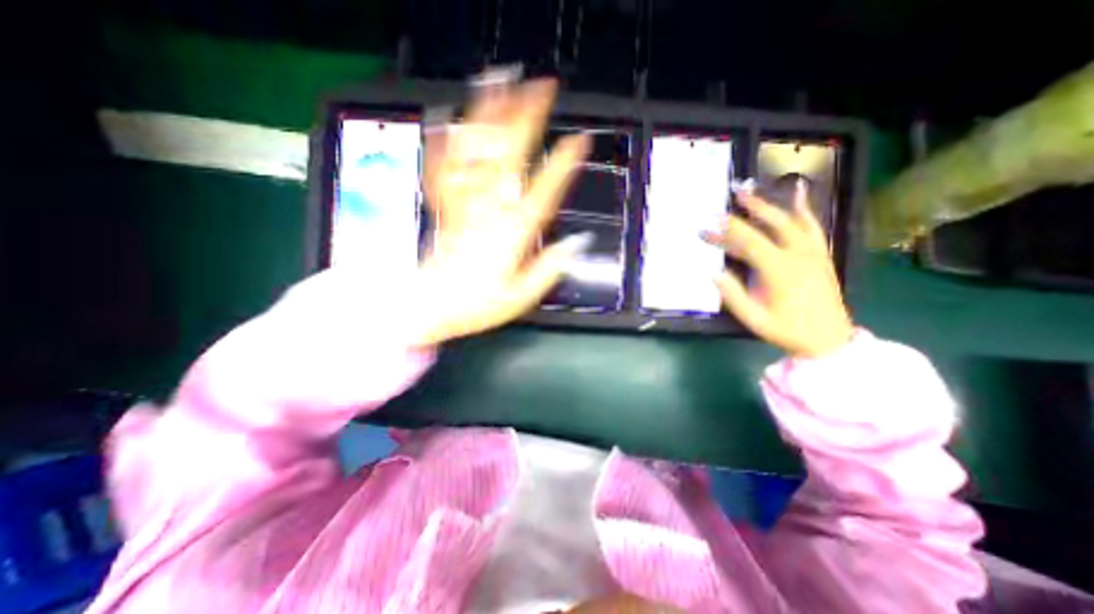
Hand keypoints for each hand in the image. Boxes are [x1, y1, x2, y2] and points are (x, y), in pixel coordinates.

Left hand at [419, 77, 590, 345]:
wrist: (429, 304)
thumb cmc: (476, 304)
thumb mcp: (520, 297)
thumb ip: (548, 269)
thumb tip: (575, 245)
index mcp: (511, 234)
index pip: (543, 191)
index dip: (563, 164)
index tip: (580, 140)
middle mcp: (488, 211)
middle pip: (509, 157)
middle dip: (528, 118)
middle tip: (543, 88)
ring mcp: (463, 204)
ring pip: (478, 153)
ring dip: (491, 115)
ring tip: (502, 82)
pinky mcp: (445, 205)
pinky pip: (445, 167)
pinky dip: (449, 140)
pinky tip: (453, 117)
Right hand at [700, 181, 854, 356]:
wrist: (829, 339)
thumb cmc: (787, 330)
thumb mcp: (754, 319)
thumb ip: (734, 295)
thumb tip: (714, 273)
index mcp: (779, 270)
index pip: (749, 242)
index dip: (727, 231)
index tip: (709, 223)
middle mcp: (798, 255)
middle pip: (771, 224)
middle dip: (748, 209)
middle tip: (730, 196)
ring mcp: (812, 253)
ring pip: (790, 221)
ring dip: (769, 205)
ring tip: (750, 191)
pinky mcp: (820, 254)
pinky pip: (812, 226)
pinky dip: (804, 208)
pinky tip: (800, 192)